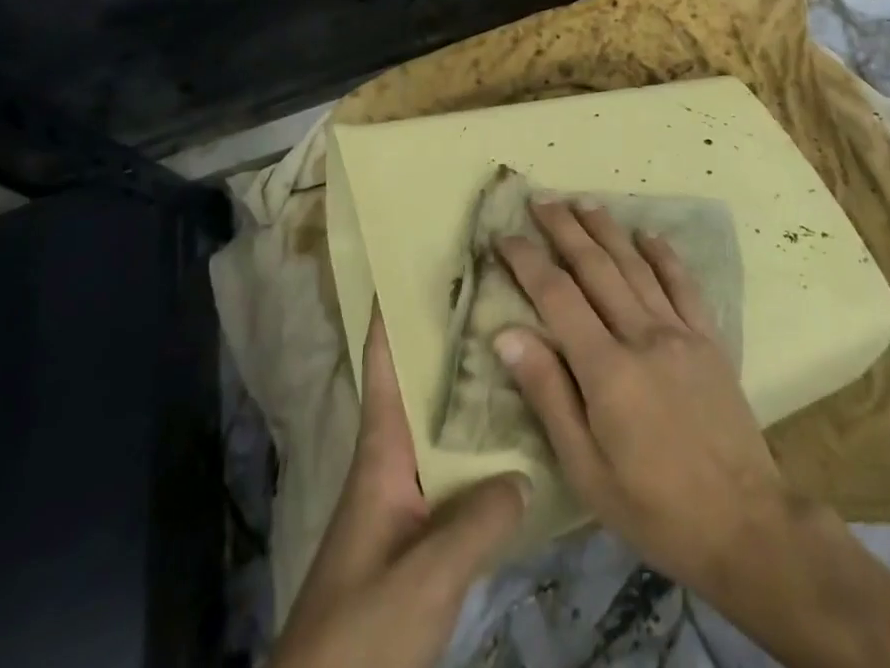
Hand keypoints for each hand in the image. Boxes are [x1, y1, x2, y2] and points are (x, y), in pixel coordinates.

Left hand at [272, 305, 527, 667]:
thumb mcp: (425, 574)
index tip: (419, 262)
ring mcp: (403, 498)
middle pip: (420, 384)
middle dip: (451, 340)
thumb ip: (478, 521)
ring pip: (441, 426)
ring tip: (519, 354)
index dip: (393, 312)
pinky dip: (480, 448)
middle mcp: (392, 460)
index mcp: (381, 450)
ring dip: (470, 393)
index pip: (384, 363)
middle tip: (498, 297)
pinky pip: (454, 471)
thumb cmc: (362, 626)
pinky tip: (517, 445)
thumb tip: (526, 472)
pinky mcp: (417, 533)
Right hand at [494, 200, 788, 593]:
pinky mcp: (709, 338)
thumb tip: (507, 334)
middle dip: (564, 229)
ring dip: (607, 229)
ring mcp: (680, 331)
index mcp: (607, 369)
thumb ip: (548, 394)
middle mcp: (642, 335)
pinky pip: (683, 283)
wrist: (745, 526)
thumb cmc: (653, 507)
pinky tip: (648, 234)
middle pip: (595, 267)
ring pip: (636, 265)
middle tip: (540, 200)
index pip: (557, 296)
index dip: (527, 261)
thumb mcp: (585, 468)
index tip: (504, 236)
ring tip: (582, 202)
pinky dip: (663, 254)